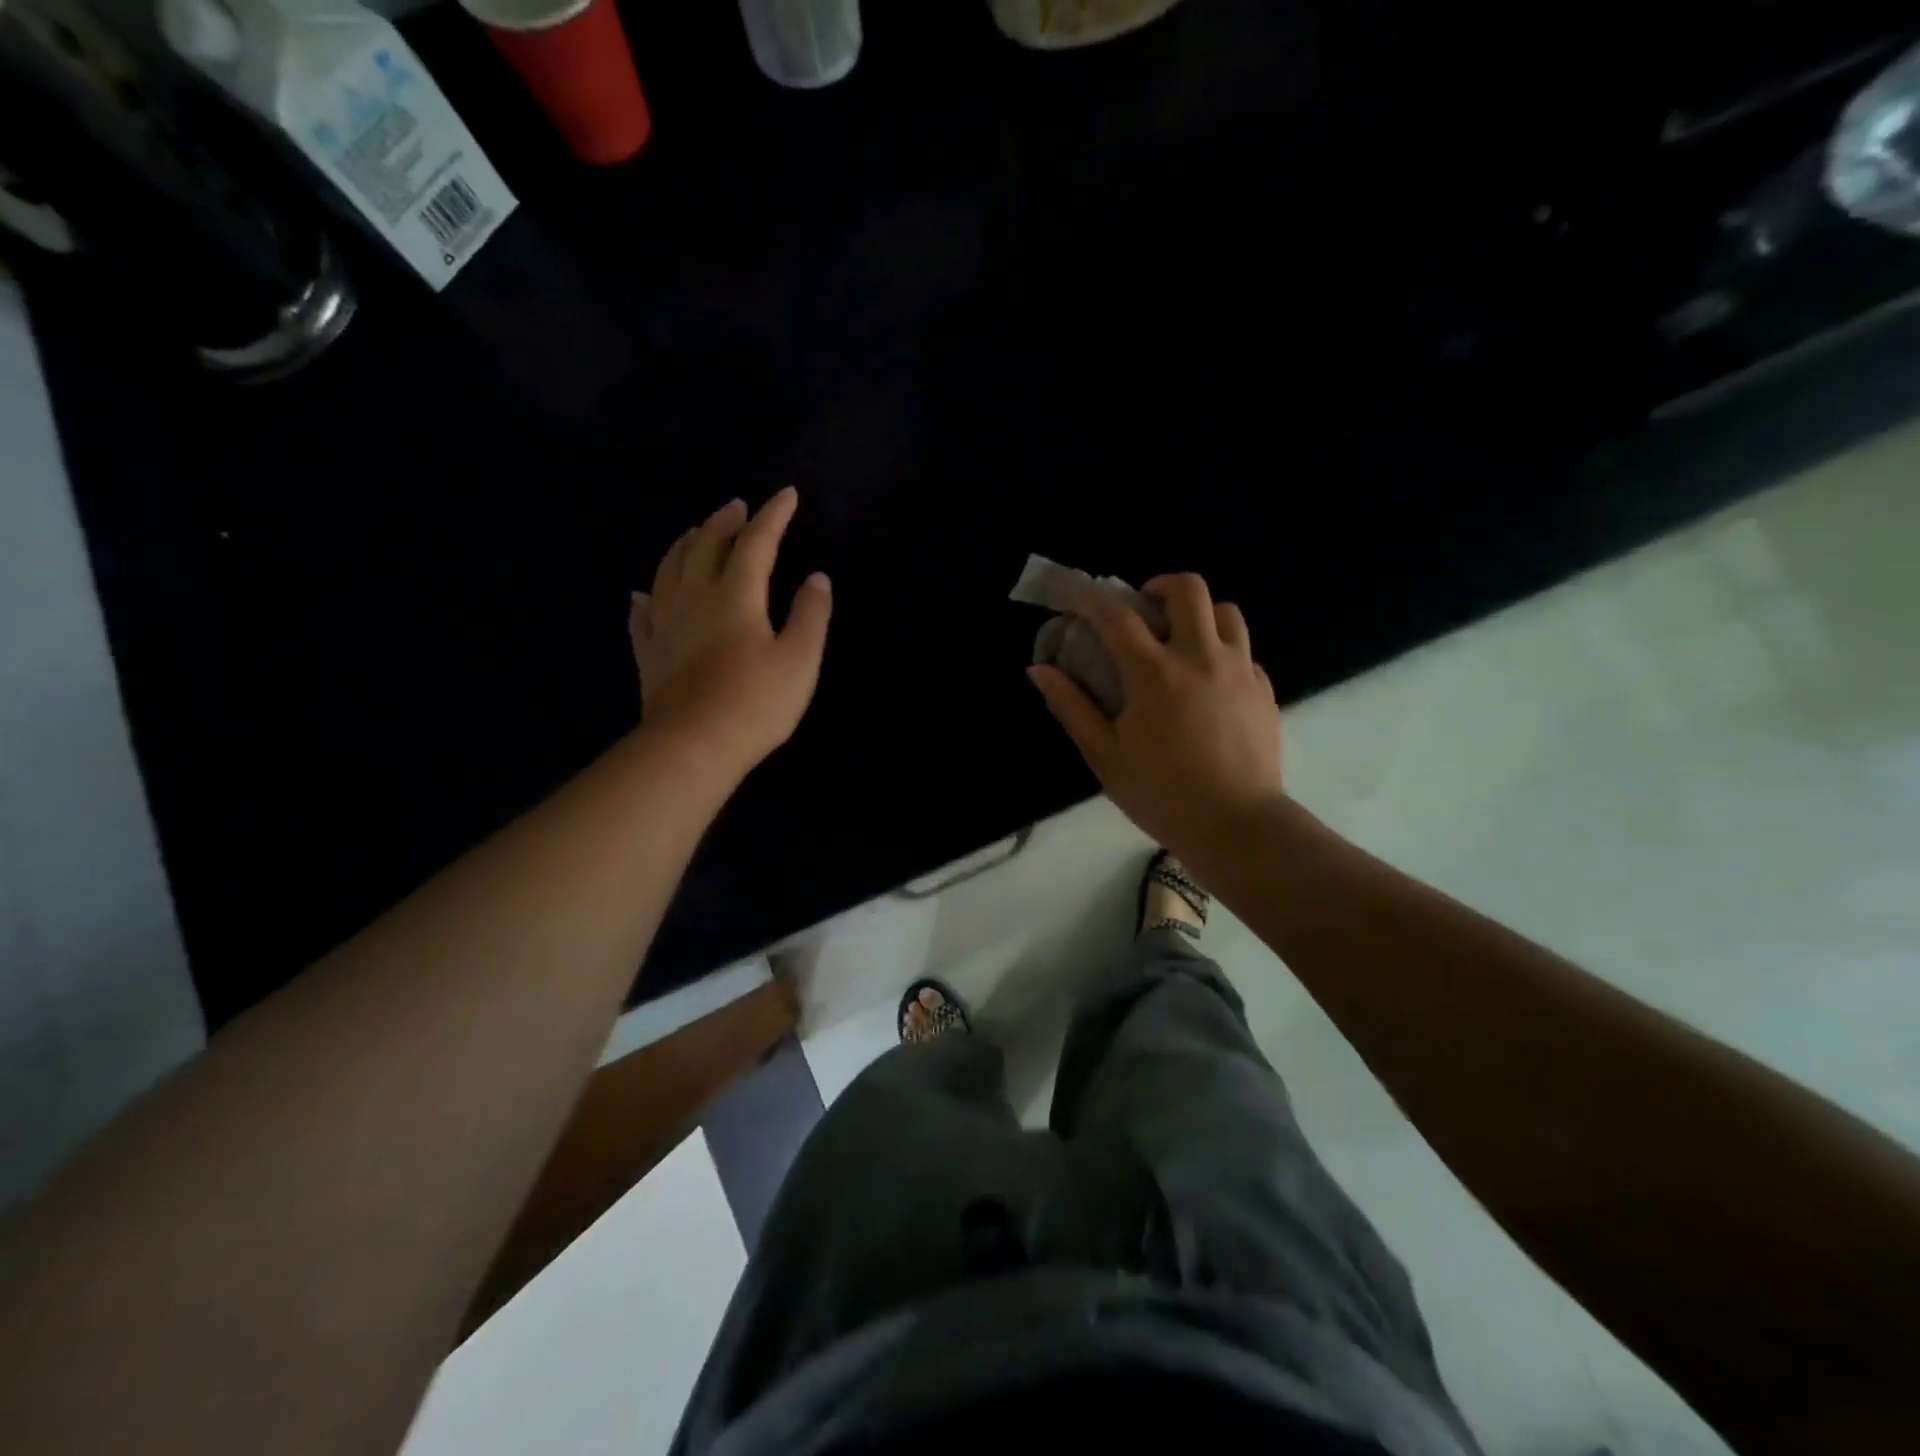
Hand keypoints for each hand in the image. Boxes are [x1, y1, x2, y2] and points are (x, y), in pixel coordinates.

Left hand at [630, 487, 830, 780]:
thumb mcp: (800, 660)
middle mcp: (695, 598)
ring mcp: (665, 625)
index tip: (787, 494)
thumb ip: (810, 615)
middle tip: (737, 507)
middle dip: (724, 521)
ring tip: (695, 534)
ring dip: (684, 545)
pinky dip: (645, 597)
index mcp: (736, 595)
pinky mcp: (649, 653)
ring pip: (669, 569)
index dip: (773, 516)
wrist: (692, 746)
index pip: (756, 542)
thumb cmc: (755, 703)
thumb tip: (817, 578)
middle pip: (706, 546)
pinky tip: (642, 594)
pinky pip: (642, 615)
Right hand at [1028, 573, 1283, 856]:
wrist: (1237, 826)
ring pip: (1226, 611)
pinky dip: (1221, 650)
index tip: (1073, 598)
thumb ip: (1071, 707)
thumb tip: (1040, 669)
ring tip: (1181, 640)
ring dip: (1198, 614)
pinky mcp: (1264, 688)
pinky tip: (1209, 681)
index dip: (1088, 598)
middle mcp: (1200, 656)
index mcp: (1154, 673)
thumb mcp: (1104, 755)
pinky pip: (1244, 649)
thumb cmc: (1161, 794)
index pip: (1115, 615)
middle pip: (1188, 589)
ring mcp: (1239, 669)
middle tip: (1142, 610)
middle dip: (1158, 587)